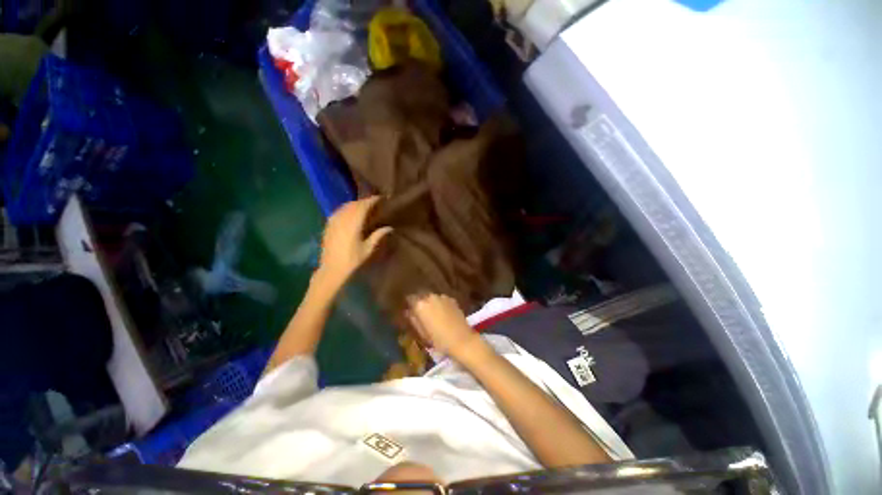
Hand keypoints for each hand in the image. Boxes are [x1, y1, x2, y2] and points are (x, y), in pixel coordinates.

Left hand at [316, 196, 392, 289]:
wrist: (332, 269)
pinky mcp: (328, 226)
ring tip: (364, 207)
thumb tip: (389, 227)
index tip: (382, 199)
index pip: (364, 206)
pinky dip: (346, 209)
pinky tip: (351, 214)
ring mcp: (333, 221)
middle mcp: (342, 219)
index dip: (373, 200)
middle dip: (365, 201)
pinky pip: (338, 211)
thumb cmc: (353, 260)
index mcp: (353, 223)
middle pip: (354, 204)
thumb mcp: (369, 249)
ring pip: (345, 206)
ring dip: (355, 204)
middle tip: (375, 203)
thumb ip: (379, 235)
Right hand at [407, 294, 482, 358]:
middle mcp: (430, 297)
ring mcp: (442, 297)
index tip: (410, 309)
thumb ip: (414, 320)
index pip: (410, 298)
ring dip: (431, 303)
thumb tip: (408, 312)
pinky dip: (441, 304)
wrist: (461, 339)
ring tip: (434, 313)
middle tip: (421, 313)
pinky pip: (442, 300)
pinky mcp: (452, 299)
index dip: (410, 303)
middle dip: (421, 302)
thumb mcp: (422, 333)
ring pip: (432, 297)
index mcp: (420, 305)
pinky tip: (444, 313)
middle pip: (422, 296)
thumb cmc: (439, 340)